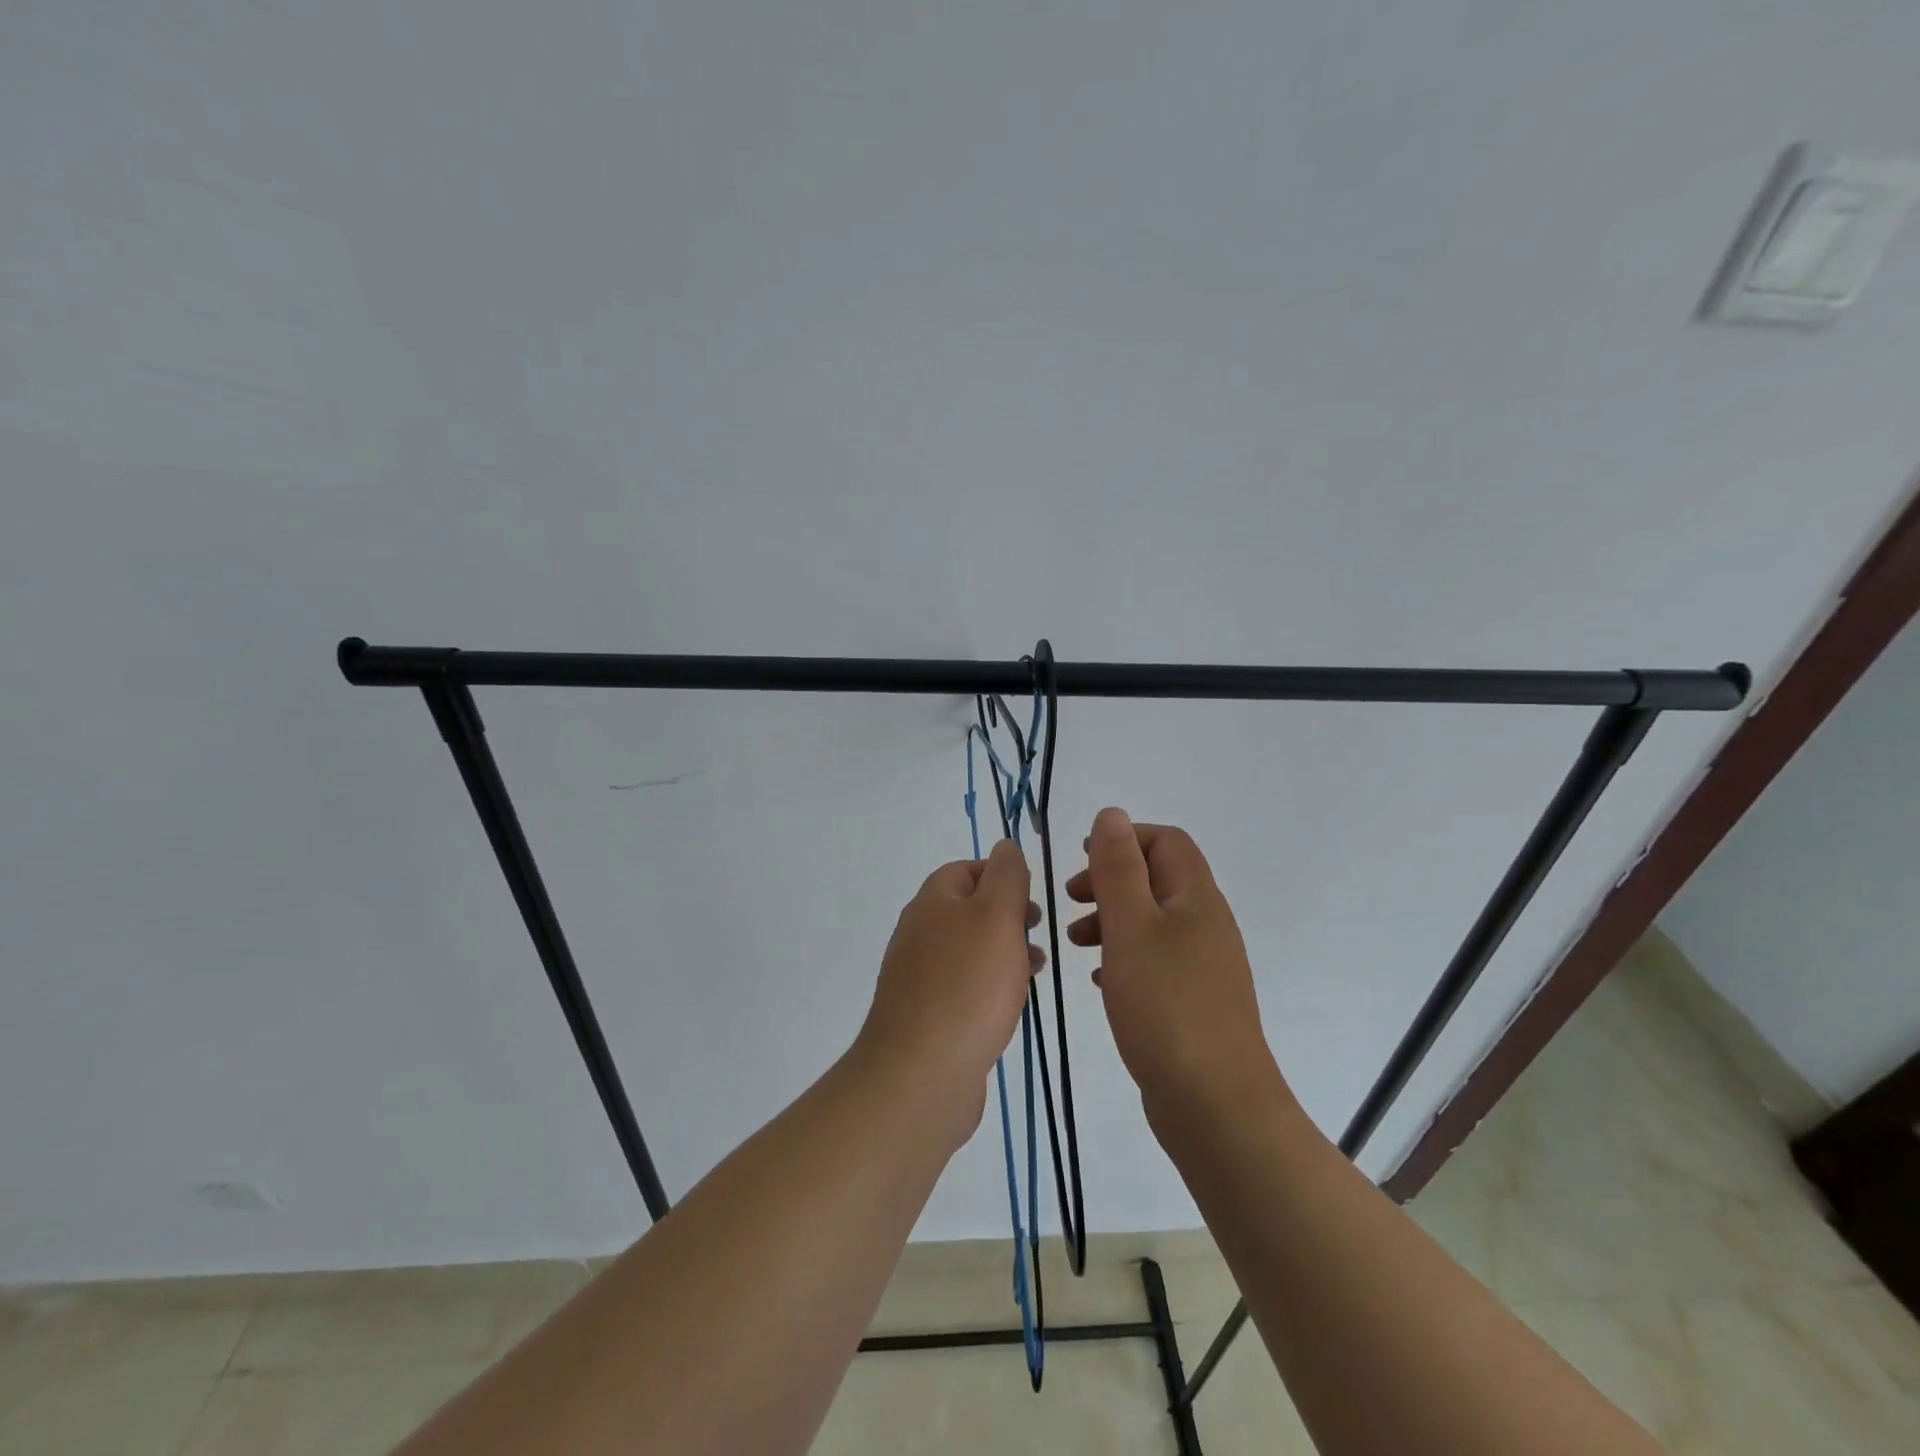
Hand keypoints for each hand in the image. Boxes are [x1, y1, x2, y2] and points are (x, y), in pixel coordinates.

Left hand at [854, 841, 1041, 1144]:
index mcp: (932, 902)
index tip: (1032, 897)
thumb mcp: (997, 916)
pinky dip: (990, 985)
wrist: (921, 1073)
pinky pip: (963, 986)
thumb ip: (1006, 877)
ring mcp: (918, 976)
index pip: (966, 869)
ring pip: (969, 949)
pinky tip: (1010, 1005)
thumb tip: (1004, 846)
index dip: (1001, 875)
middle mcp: (919, 932)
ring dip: (1004, 952)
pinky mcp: (925, 1014)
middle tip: (1038, 932)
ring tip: (1035, 969)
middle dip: (1007, 915)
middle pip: (968, 908)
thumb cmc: (967, 985)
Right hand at [1067, 808, 1284, 1119]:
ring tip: (1075, 942)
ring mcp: (1202, 965)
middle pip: (1157, 879)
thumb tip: (1111, 814)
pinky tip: (1099, 979)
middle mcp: (1205, 924)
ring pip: (1151, 921)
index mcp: (1196, 898)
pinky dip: (1122, 955)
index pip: (1166, 841)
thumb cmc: (1166, 1005)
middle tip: (1071, 900)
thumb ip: (1117, 868)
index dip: (1124, 840)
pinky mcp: (1192, 1001)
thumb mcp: (1131, 927)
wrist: (1215, 1105)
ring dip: (1111, 919)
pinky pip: (1153, 959)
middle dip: (1110, 880)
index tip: (1082, 861)